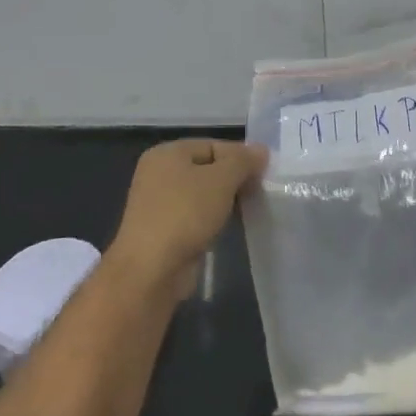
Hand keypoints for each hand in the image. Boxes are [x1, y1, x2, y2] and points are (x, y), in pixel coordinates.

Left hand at [107, 139, 267, 294]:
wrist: (151, 271)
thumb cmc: (185, 214)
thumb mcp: (222, 180)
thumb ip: (243, 161)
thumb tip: (261, 151)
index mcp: (167, 153)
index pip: (213, 145)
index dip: (240, 156)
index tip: (264, 173)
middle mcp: (159, 173)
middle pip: (208, 168)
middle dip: (234, 179)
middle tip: (259, 191)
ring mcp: (159, 204)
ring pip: (203, 194)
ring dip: (226, 200)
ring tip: (249, 209)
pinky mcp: (163, 230)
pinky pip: (196, 215)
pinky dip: (213, 219)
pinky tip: (229, 226)